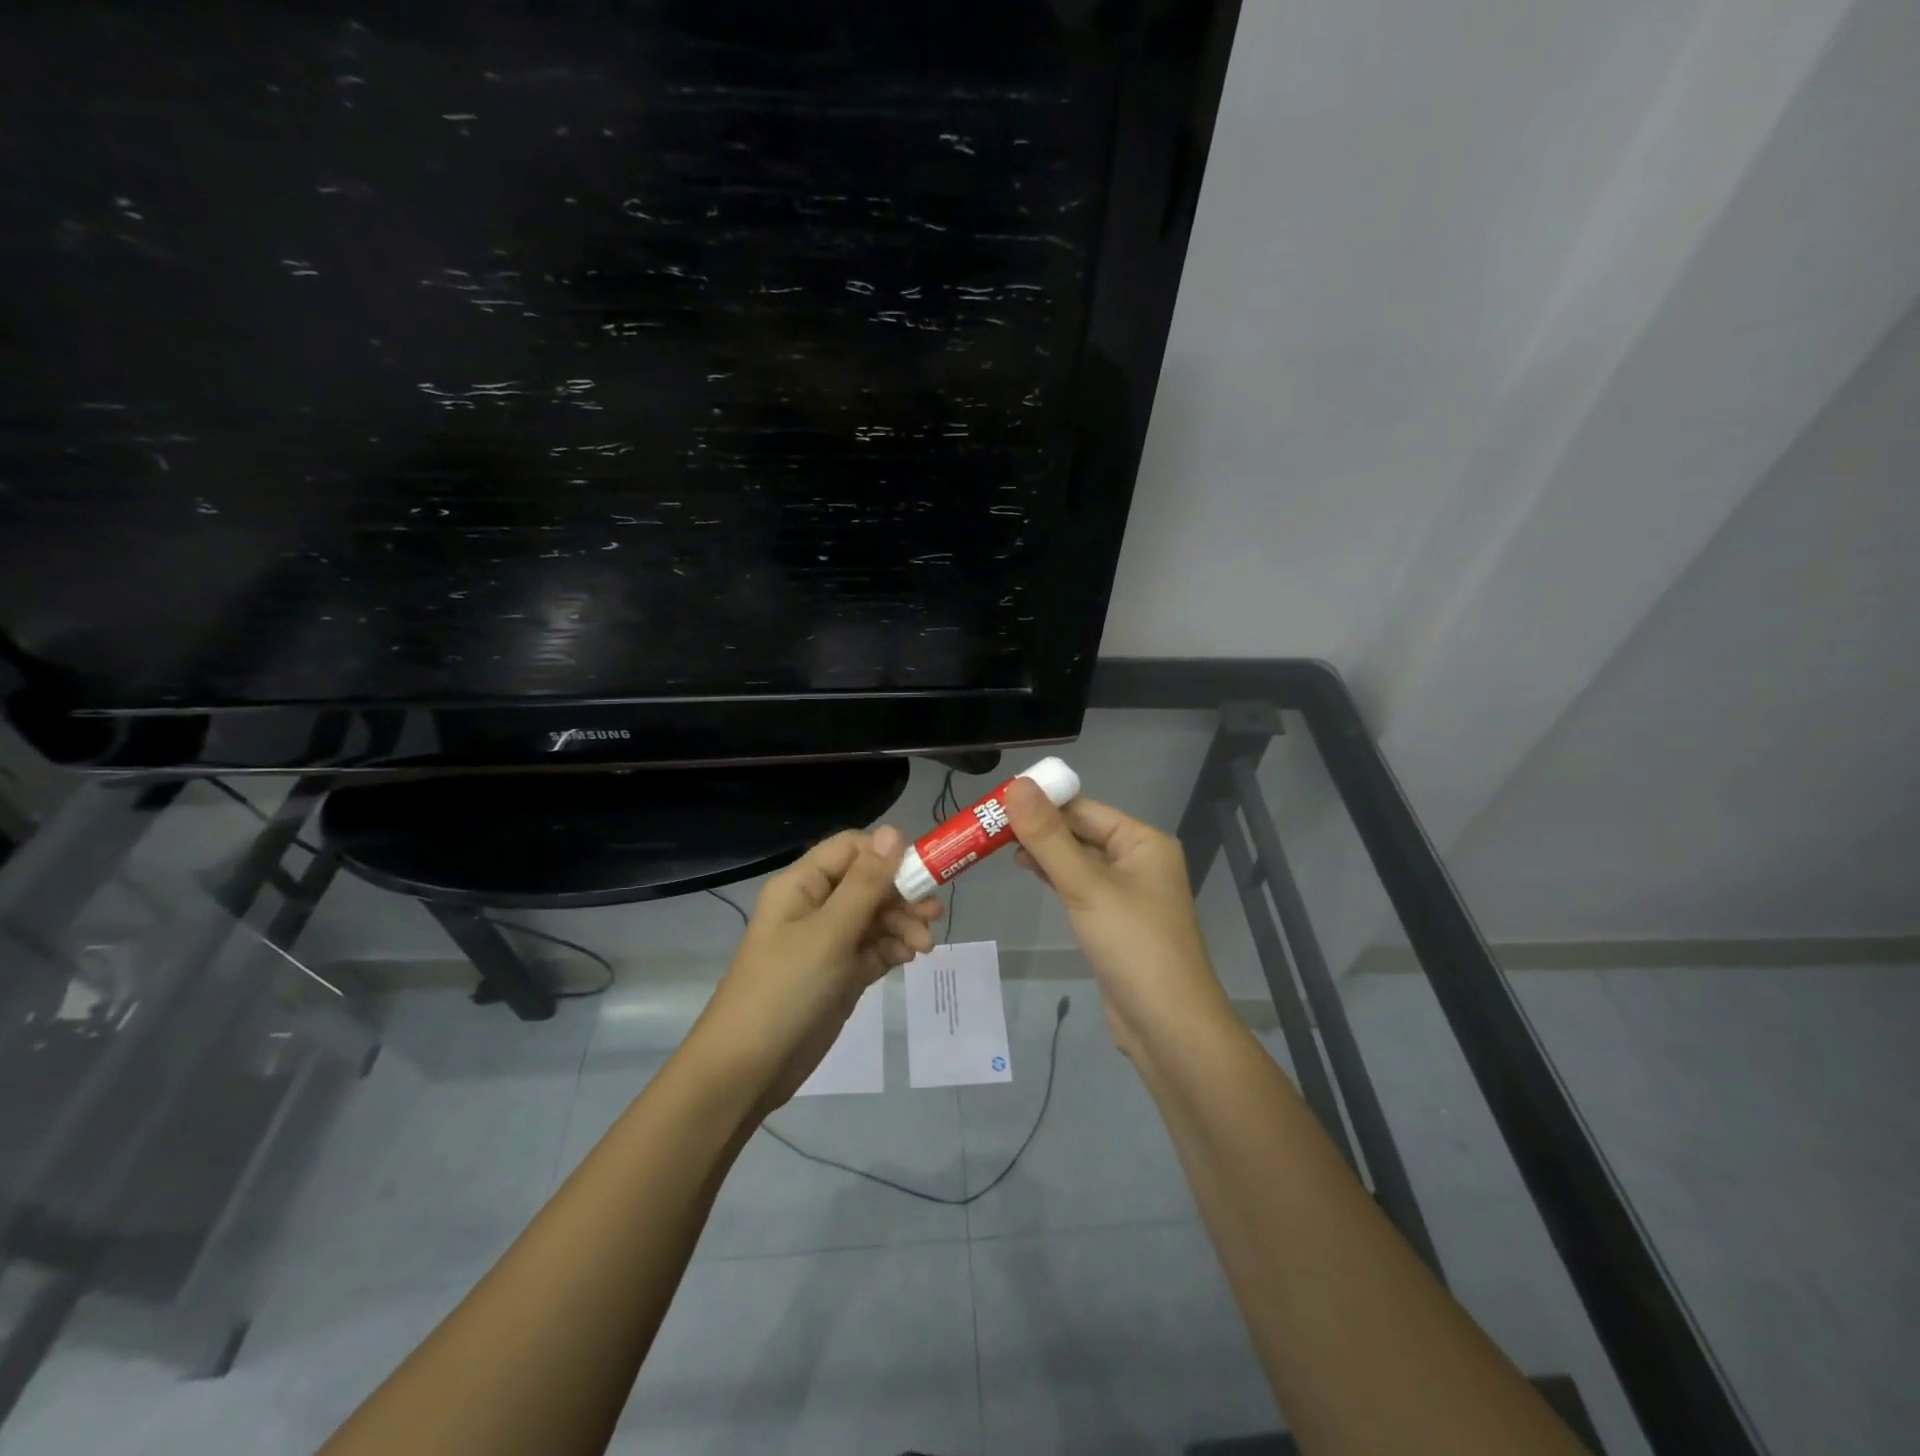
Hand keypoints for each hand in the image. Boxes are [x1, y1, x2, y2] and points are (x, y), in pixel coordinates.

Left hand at [693, 826, 940, 1110]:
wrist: (748, 1069)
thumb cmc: (785, 989)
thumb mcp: (829, 933)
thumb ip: (866, 884)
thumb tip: (894, 831)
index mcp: (803, 885)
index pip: (851, 849)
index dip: (887, 855)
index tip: (920, 873)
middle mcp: (815, 906)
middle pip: (868, 883)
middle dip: (902, 895)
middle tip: (932, 915)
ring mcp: (827, 942)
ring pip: (875, 917)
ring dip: (902, 924)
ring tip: (924, 946)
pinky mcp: (839, 974)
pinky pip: (873, 949)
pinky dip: (892, 949)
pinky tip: (909, 958)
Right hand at [1005, 778, 1231, 1057]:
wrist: (1168, 1027)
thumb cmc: (1133, 946)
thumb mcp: (1086, 886)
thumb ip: (1049, 837)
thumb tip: (1017, 784)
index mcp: (1142, 841)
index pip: (1084, 808)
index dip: (1042, 801)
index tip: (996, 800)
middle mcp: (1138, 860)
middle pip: (1080, 831)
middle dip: (1039, 827)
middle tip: (988, 824)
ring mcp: (1127, 892)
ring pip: (1078, 859)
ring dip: (1043, 851)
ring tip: (998, 845)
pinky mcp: (1114, 920)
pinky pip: (1080, 886)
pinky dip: (1054, 876)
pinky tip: (1028, 872)